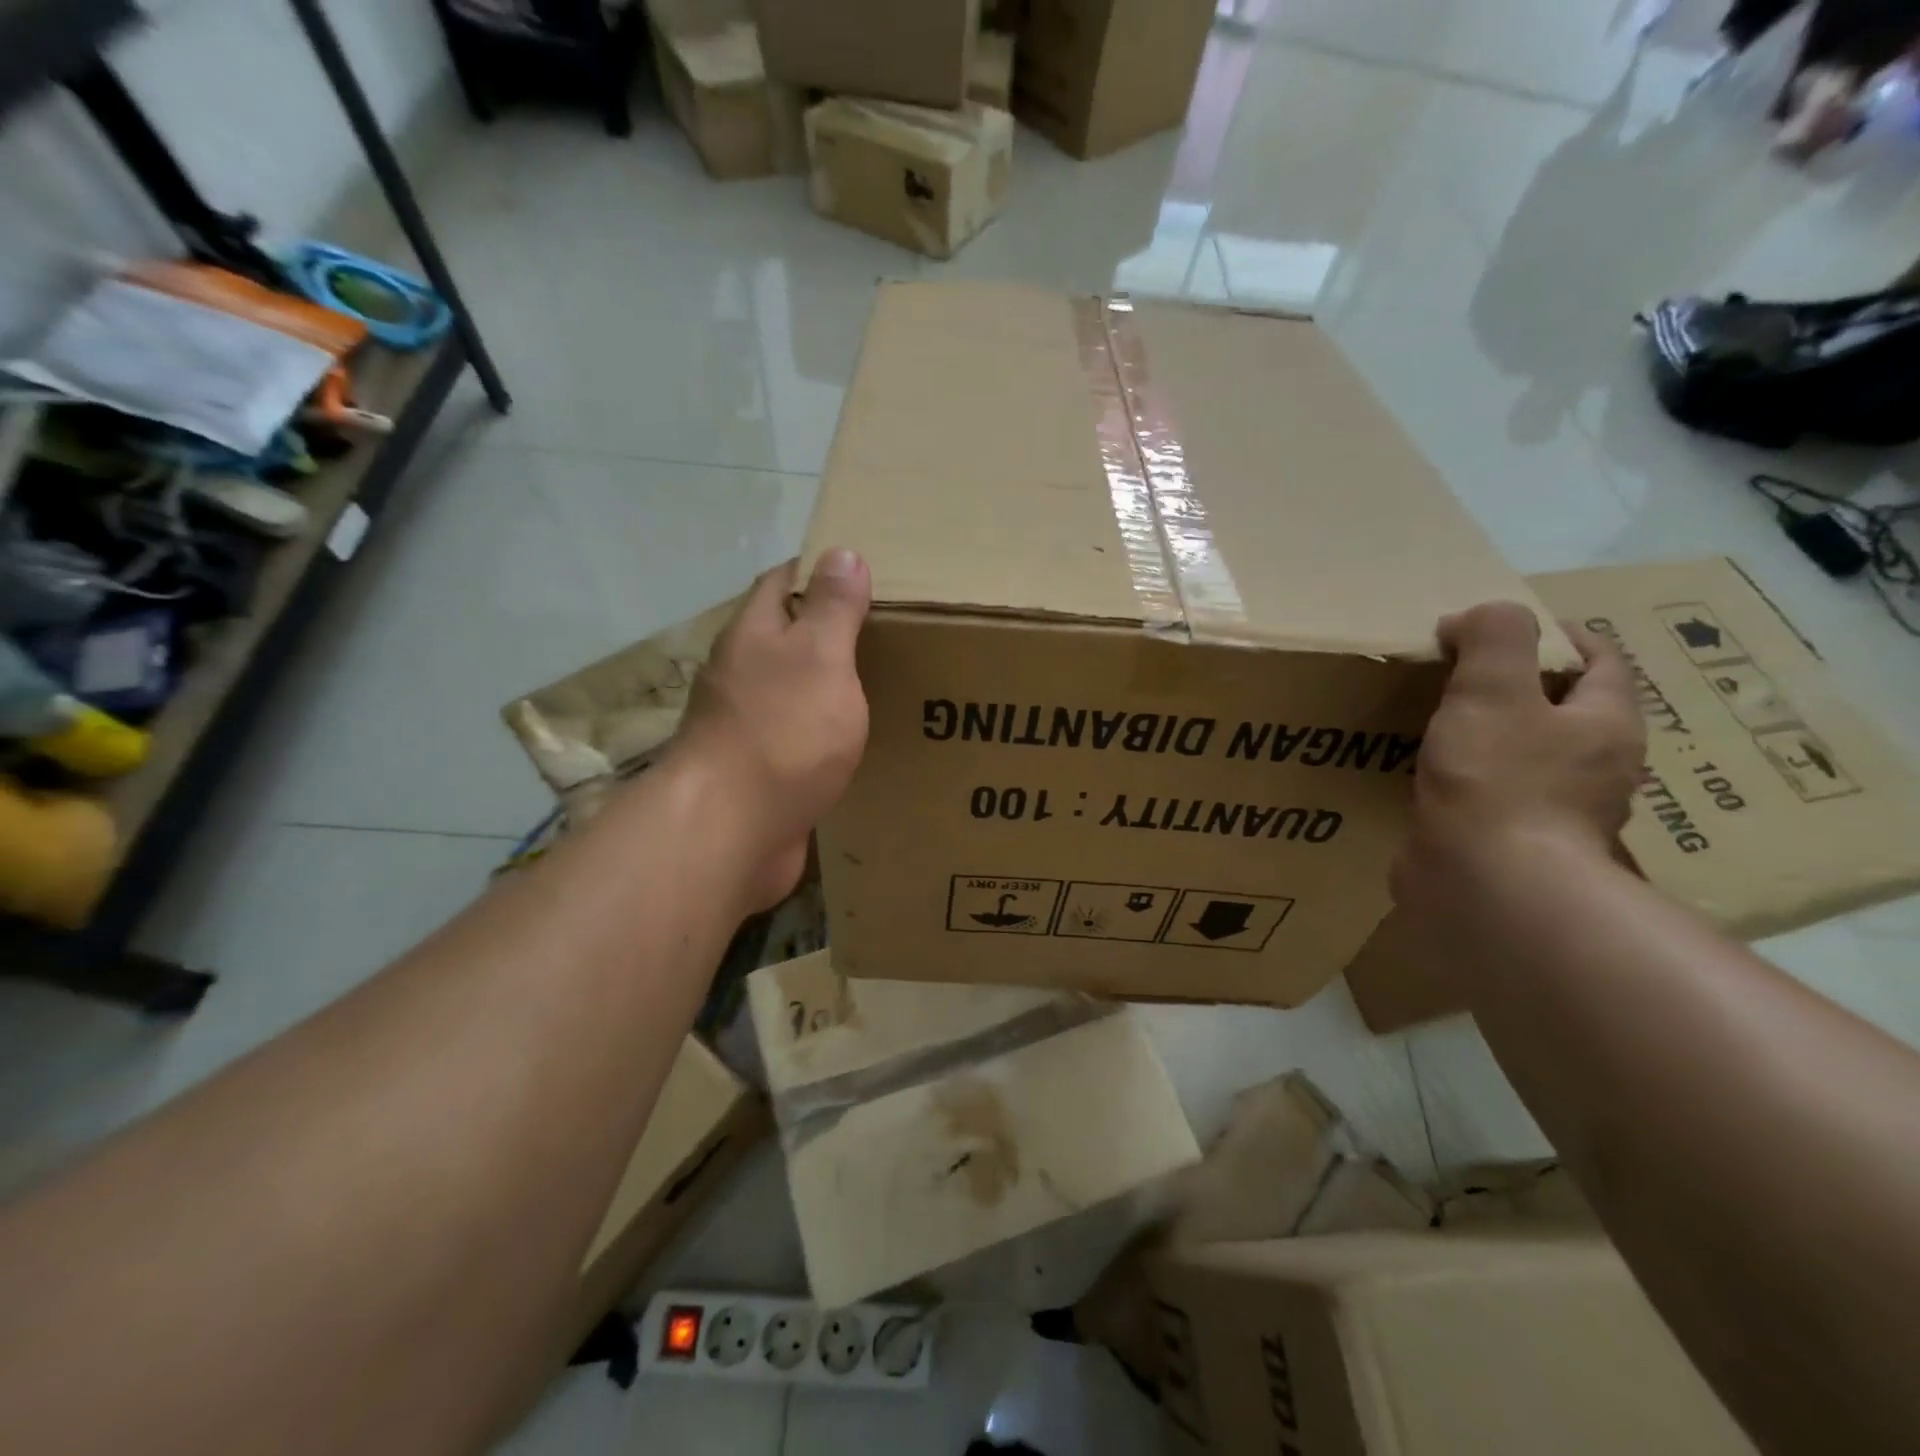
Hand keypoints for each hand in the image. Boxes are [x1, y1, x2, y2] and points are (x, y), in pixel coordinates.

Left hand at [675, 549, 871, 911]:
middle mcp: (742, 675)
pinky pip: (797, 738)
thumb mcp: (819, 657)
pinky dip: (824, 732)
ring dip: (826, 684)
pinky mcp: (758, 771)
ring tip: (881, 682)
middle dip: (828, 630)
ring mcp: (746, 725)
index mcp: (754, 636)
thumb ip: (833, 607)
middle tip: (887, 630)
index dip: (819, 570)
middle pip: (786, 638)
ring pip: (792, 690)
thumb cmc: (781, 732)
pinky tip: (855, 741)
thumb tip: (840, 551)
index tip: (864, 571)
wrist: (730, 830)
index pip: (783, 583)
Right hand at [1394, 602, 1644, 906]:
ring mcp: (1557, 813)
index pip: (1602, 662)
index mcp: (1604, 725)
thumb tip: (1478, 616)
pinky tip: (1431, 777)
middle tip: (1464, 673)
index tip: (1506, 625)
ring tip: (1440, 722)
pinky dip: (1470, 778)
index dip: (1560, 634)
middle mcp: (1595, 769)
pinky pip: (1496, 796)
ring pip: (1530, 756)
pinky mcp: (1514, 845)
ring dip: (1494, 736)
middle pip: (1567, 711)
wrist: (1488, 886)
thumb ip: (1493, 638)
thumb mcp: (1492, 690)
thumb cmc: (1499, 781)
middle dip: (1523, 687)